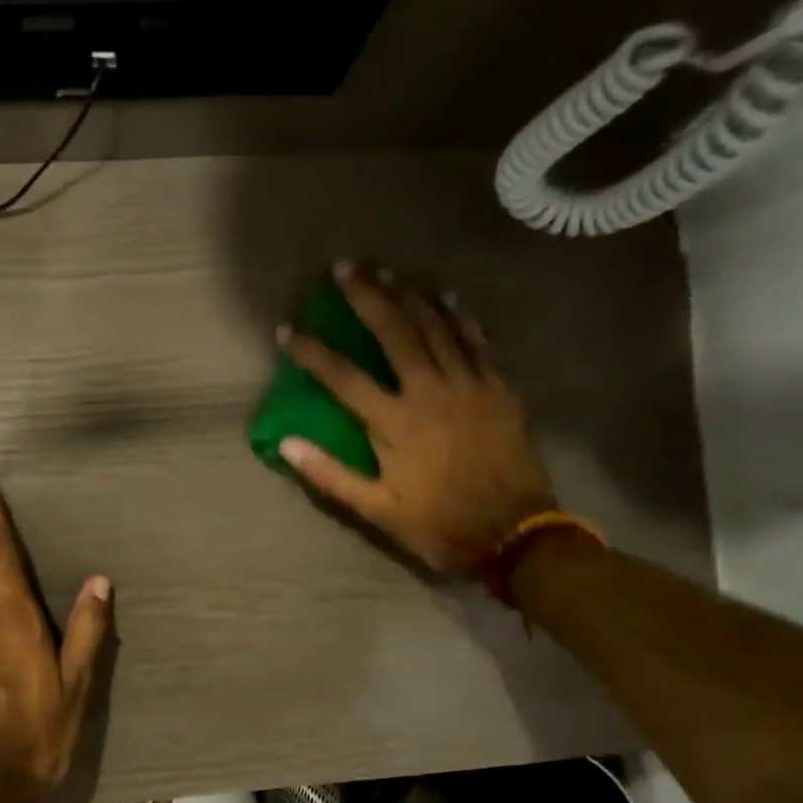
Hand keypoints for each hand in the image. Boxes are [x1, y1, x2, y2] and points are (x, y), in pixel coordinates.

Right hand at [277, 263, 555, 575]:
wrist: (516, 534)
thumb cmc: (440, 525)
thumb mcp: (377, 511)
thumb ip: (330, 475)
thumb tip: (286, 444)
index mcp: (395, 423)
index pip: (342, 376)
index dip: (311, 351)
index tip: (287, 329)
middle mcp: (430, 392)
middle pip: (394, 332)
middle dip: (367, 297)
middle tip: (344, 268)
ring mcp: (469, 385)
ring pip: (436, 327)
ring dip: (408, 296)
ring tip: (386, 272)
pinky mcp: (500, 389)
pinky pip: (478, 341)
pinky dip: (461, 315)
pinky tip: (447, 295)